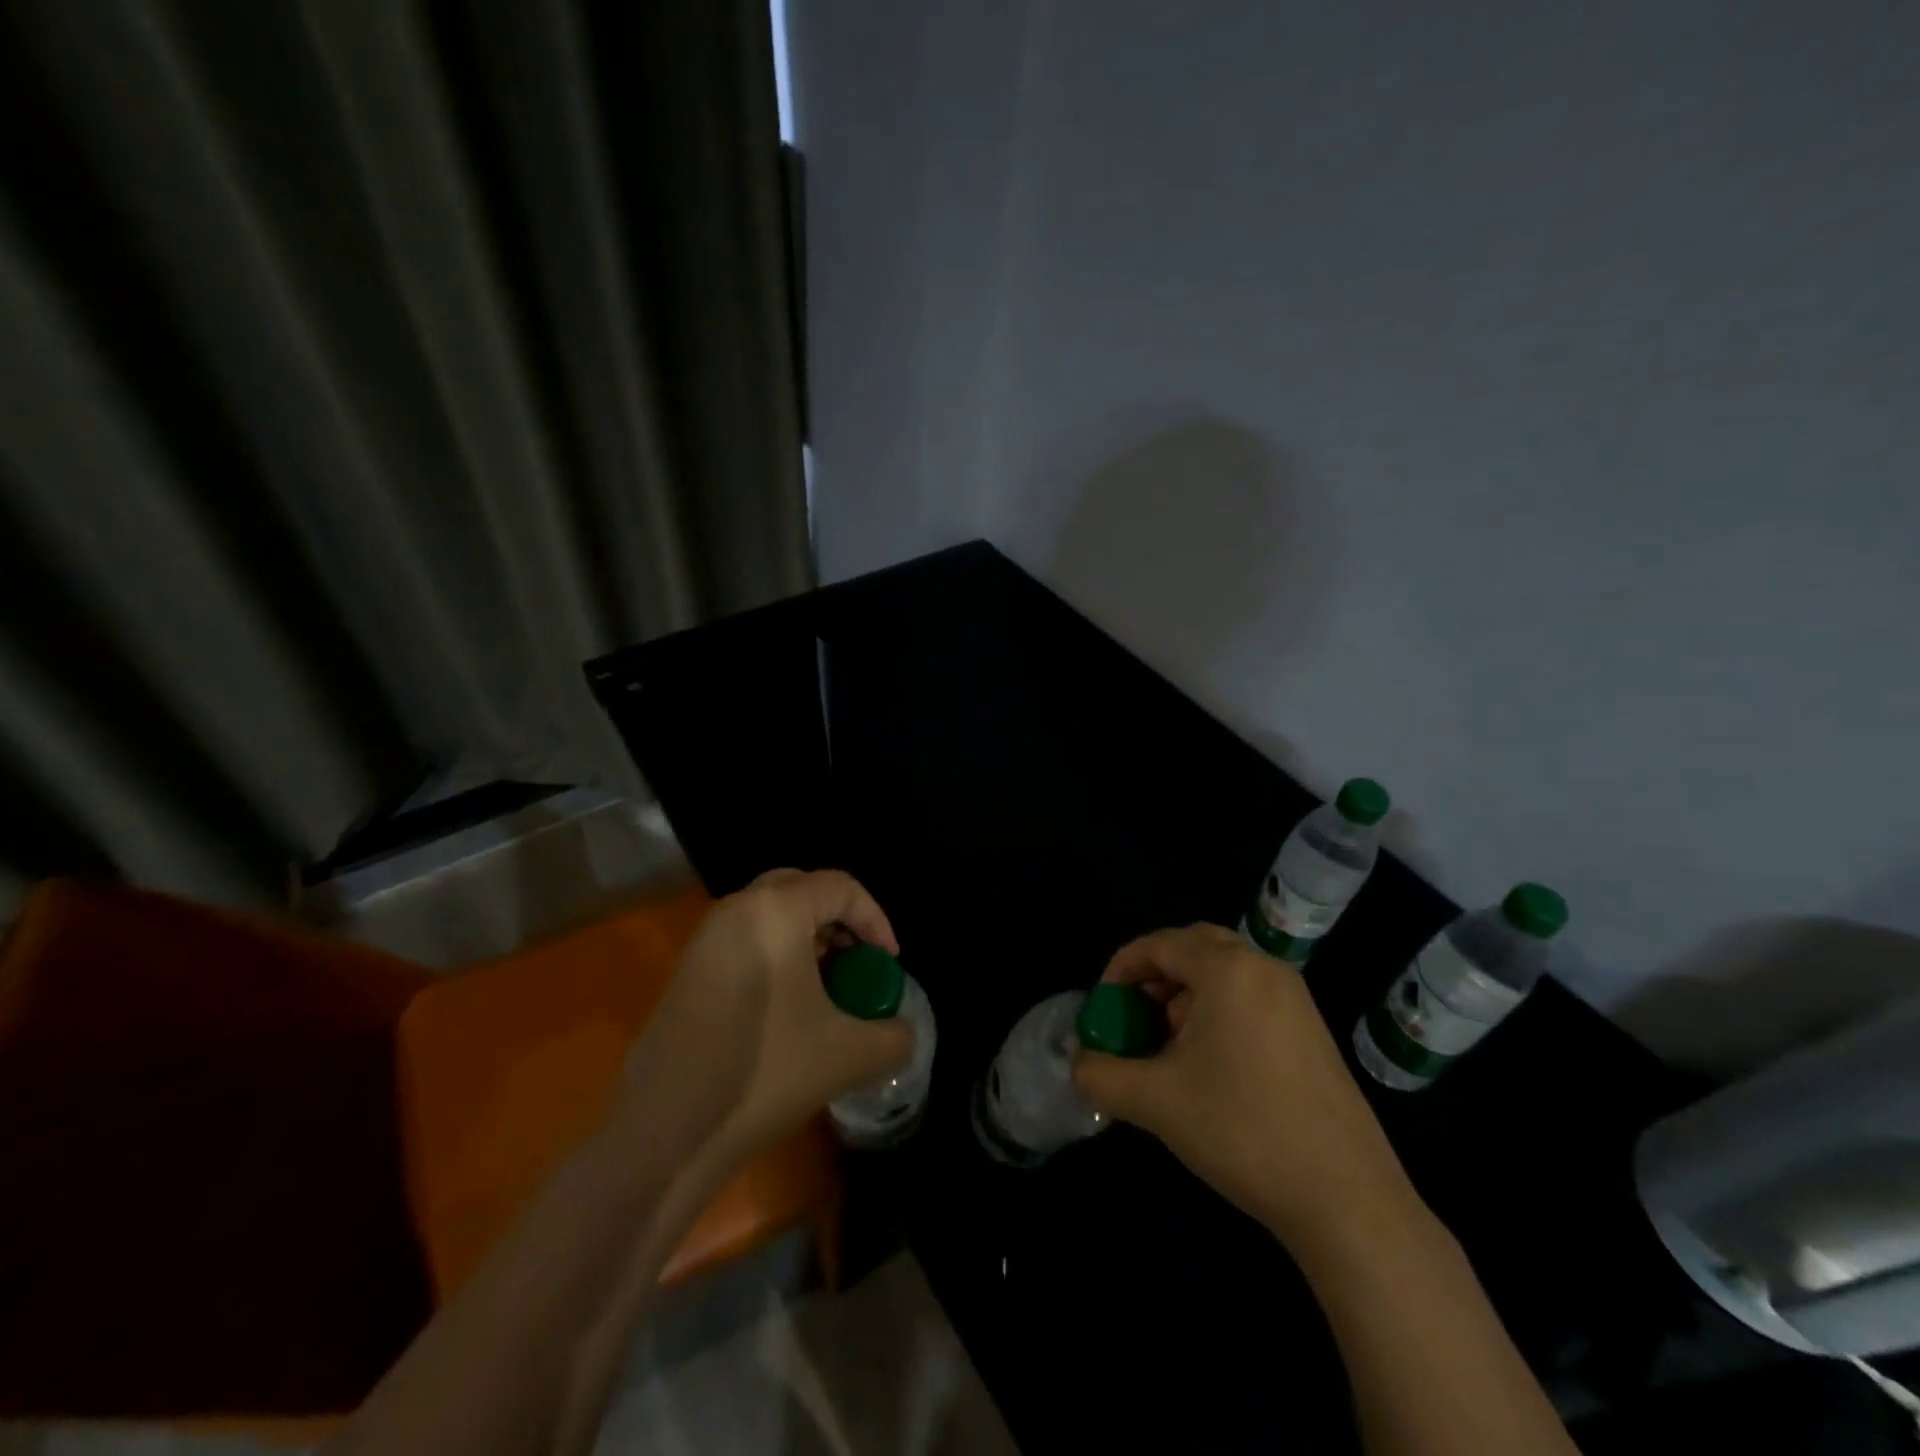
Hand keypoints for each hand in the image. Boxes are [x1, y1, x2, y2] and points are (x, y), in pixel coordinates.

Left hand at [619, 869, 912, 1165]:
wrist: (665, 1128)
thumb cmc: (766, 1071)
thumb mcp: (849, 1055)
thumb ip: (893, 1036)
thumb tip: (901, 1033)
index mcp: (775, 911)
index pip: (841, 887)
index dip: (876, 920)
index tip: (889, 964)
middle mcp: (737, 910)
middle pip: (802, 890)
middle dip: (839, 921)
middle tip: (857, 962)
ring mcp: (705, 939)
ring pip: (770, 917)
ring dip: (807, 940)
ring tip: (828, 989)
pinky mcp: (688, 971)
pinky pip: (745, 942)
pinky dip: (776, 957)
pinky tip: (788, 1010)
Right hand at [1073, 924, 1416, 1249]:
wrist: (1347, 1199)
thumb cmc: (1242, 1131)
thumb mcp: (1155, 1101)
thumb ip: (1102, 1073)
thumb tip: (1080, 1064)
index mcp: (1227, 970)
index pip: (1159, 944)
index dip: (1121, 969)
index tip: (1103, 1008)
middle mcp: (1264, 969)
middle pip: (1194, 947)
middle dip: (1155, 975)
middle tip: (1133, 1015)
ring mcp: (1294, 998)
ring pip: (1224, 972)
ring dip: (1185, 995)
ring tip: (1166, 1047)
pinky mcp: (1311, 1030)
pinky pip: (1249, 997)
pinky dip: (1217, 1011)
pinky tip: (1208, 1065)